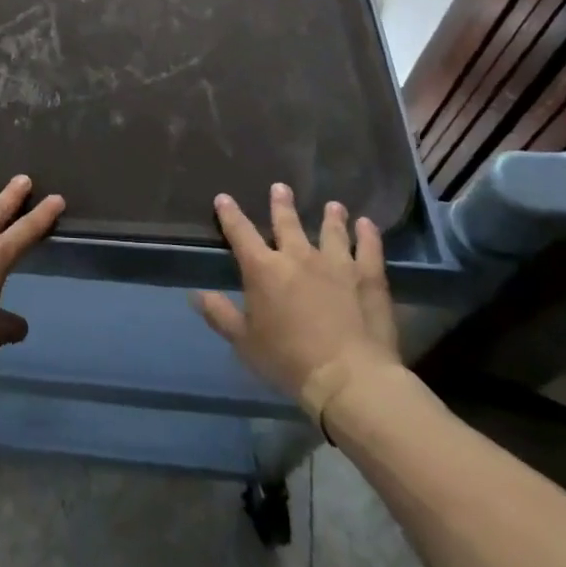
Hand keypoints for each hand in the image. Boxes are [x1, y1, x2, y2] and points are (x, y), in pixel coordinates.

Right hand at [190, 185, 400, 420]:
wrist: (349, 379)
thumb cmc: (289, 361)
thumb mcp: (244, 342)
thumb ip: (220, 314)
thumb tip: (197, 294)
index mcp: (263, 269)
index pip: (240, 232)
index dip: (230, 214)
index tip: (224, 198)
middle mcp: (297, 256)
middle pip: (287, 223)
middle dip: (281, 204)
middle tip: (281, 187)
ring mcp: (336, 263)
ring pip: (331, 231)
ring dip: (331, 217)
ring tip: (333, 206)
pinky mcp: (368, 277)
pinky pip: (369, 249)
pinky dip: (368, 236)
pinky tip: (367, 224)